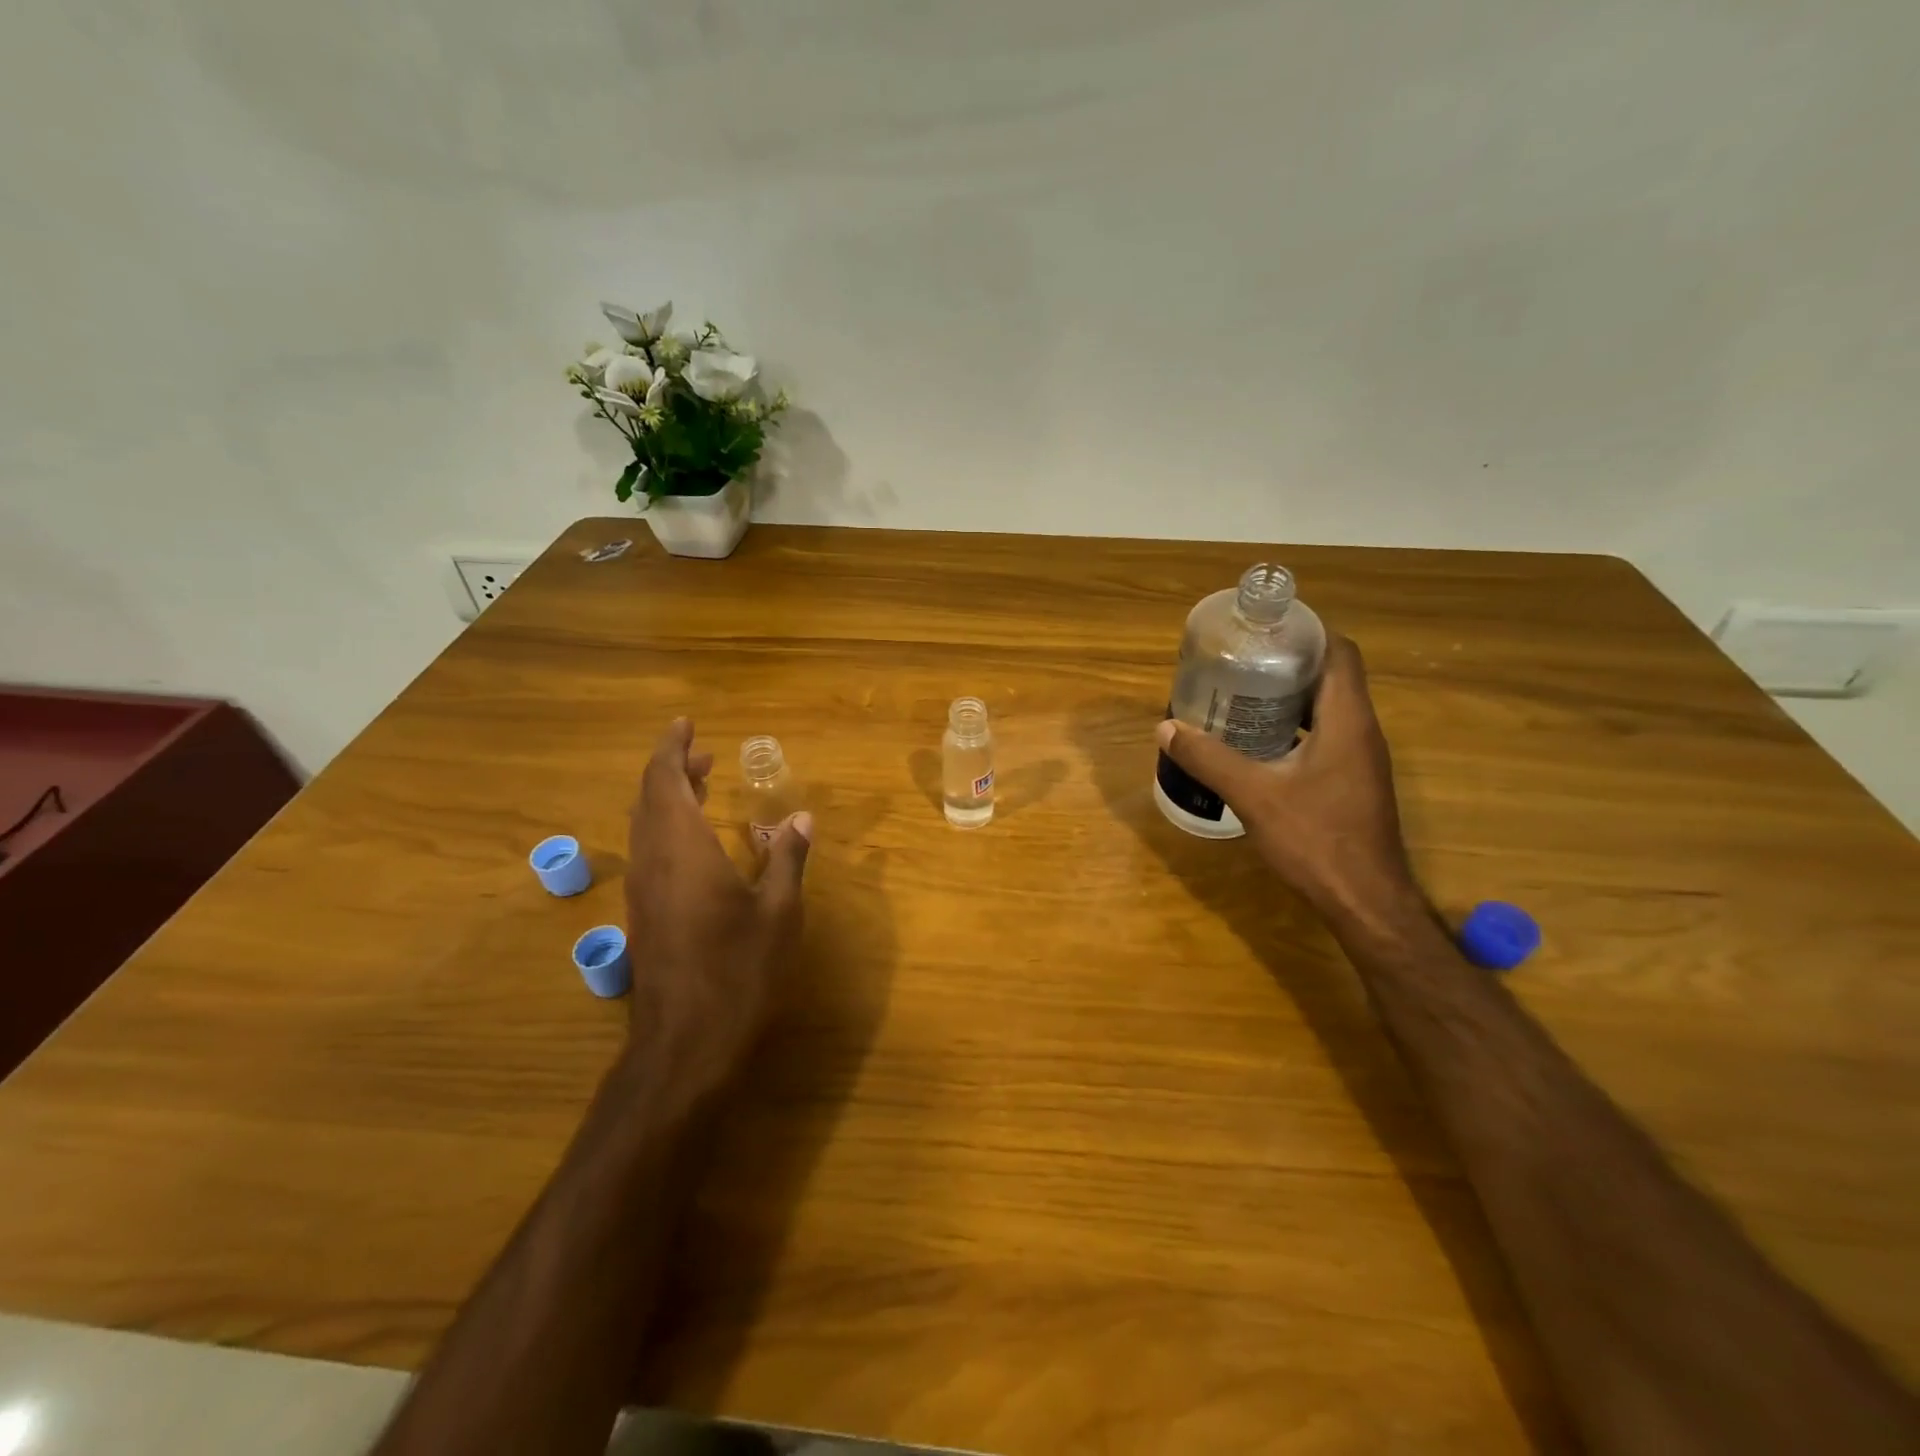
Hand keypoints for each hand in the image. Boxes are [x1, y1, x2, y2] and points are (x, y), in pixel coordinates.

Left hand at [623, 718, 810, 1103]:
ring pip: (645, 826)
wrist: (686, 1042)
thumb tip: (802, 819)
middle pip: (649, 798)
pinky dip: (668, 828)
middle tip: (705, 755)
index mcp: (682, 849)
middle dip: (673, 769)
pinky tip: (697, 842)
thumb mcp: (779, 912)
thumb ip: (789, 859)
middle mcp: (653, 861)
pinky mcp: (644, 915)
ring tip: (703, 785)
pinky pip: (649, 851)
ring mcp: (643, 890)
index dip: (672, 748)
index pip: (664, 780)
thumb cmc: (739, 970)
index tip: (686, 724)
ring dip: (669, 798)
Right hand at [1156, 636, 1414, 920]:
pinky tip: (1257, 744)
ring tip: (1239, 696)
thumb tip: (1166, 729)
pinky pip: (1325, 737)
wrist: (1365, 901)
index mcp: (1347, 720)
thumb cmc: (1316, 839)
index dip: (1305, 632)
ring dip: (1289, 698)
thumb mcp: (1254, 795)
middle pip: (1330, 677)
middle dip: (1286, 664)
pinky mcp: (1352, 782)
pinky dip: (1294, 729)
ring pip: (1327, 709)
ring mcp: (1360, 759)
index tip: (1263, 630)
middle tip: (1238, 663)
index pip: (1339, 652)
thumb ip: (1209, 759)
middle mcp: (1361, 731)